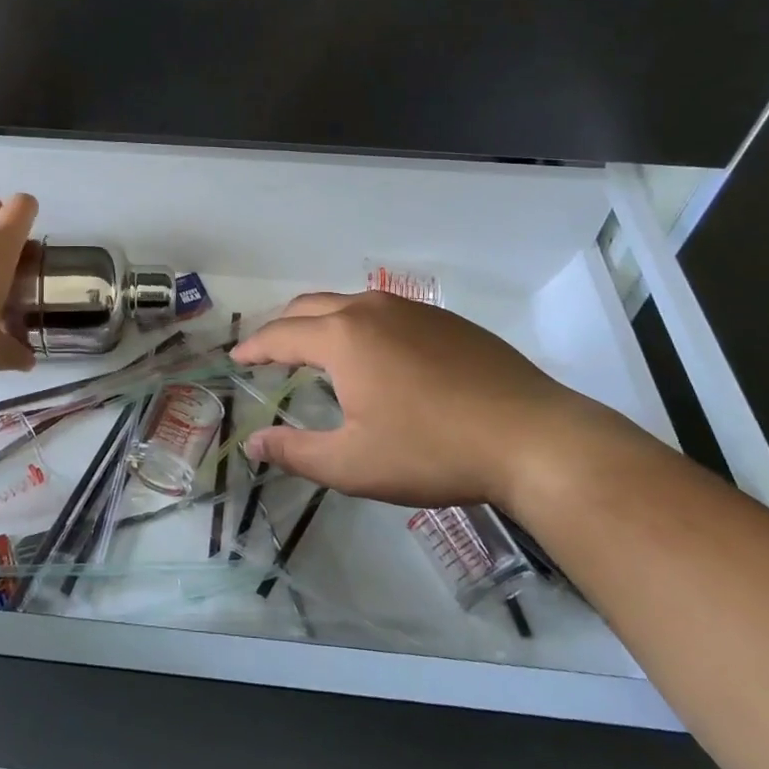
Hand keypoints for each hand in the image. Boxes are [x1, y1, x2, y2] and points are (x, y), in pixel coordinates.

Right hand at [231, 291, 604, 507]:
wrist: (533, 437)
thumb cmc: (432, 452)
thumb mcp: (354, 464)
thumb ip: (295, 453)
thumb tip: (252, 443)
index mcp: (342, 337)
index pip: (281, 335)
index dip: (254, 347)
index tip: (236, 357)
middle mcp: (371, 310)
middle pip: (310, 306)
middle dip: (283, 327)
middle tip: (270, 353)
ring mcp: (412, 310)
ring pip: (348, 304)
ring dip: (321, 322)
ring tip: (316, 351)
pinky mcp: (444, 319)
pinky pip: (384, 312)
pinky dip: (359, 325)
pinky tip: (374, 355)